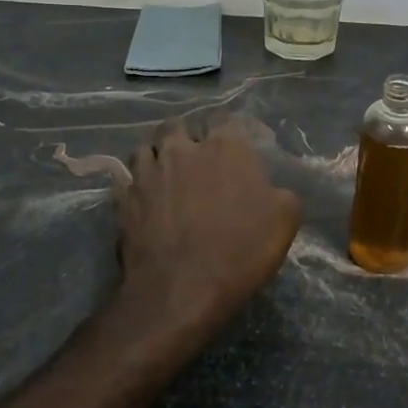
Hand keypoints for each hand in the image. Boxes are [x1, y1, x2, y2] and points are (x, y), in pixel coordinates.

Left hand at [112, 114, 301, 349]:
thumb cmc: (240, 250)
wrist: (181, 289)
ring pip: (145, 148)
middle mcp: (182, 149)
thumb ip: (279, 192)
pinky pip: (127, 181)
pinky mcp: (124, 198)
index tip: (232, 148)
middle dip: (185, 136)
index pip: (223, 118)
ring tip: (165, 177)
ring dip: (156, 157)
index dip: (227, 131)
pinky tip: (144, 202)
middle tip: (194, 159)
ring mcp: (147, 172)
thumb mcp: (284, 220)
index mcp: (225, 146)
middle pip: (177, 125)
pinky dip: (135, 187)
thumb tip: (271, 188)